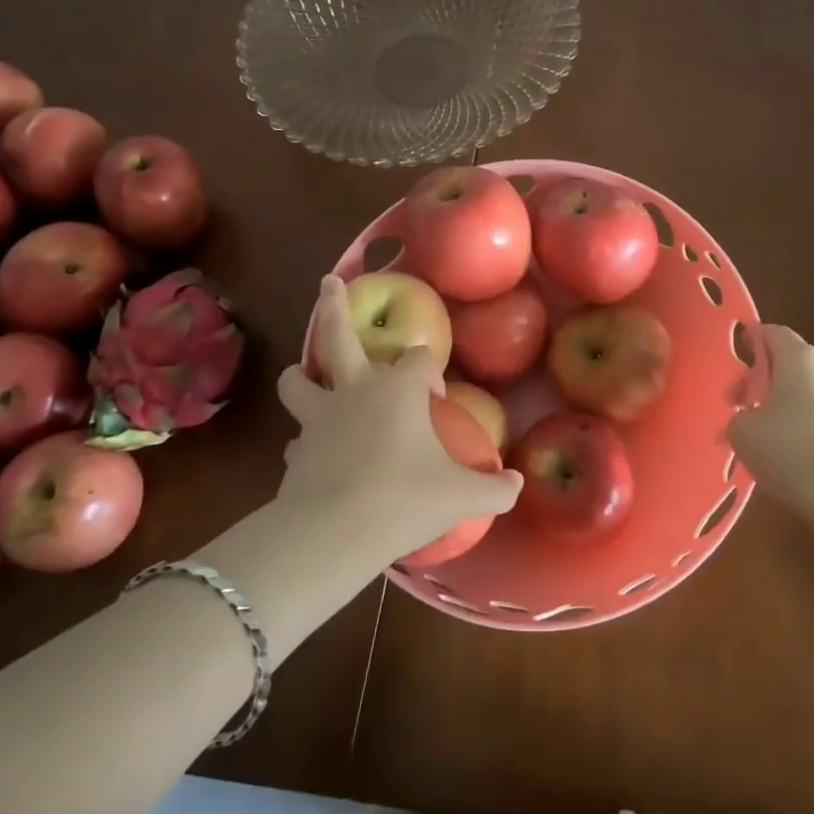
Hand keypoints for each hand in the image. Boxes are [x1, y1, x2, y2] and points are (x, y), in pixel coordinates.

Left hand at [276, 276, 521, 566]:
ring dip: (302, 373)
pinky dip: (304, 438)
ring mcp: (319, 418)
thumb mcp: (460, 496)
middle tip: (328, 281)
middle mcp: (356, 391)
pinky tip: (312, 452)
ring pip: (298, 380)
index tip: (436, 397)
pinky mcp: (295, 450)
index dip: (430, 371)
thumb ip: (495, 488)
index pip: (419, 359)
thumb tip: (518, 483)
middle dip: (334, 306)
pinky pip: (298, 435)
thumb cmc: (404, 499)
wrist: (333, 532)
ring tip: (303, 372)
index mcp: (398, 389)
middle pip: (338, 335)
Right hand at [728, 325, 813, 516]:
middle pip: (791, 364)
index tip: (737, 363)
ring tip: (766, 441)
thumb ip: (739, 415)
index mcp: (800, 358)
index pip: (772, 332)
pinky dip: (807, 430)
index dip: (752, 341)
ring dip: (786, 407)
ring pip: (809, 393)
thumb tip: (751, 418)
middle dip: (765, 381)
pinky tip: (795, 460)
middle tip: (742, 410)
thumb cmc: (792, 451)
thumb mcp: (743, 432)